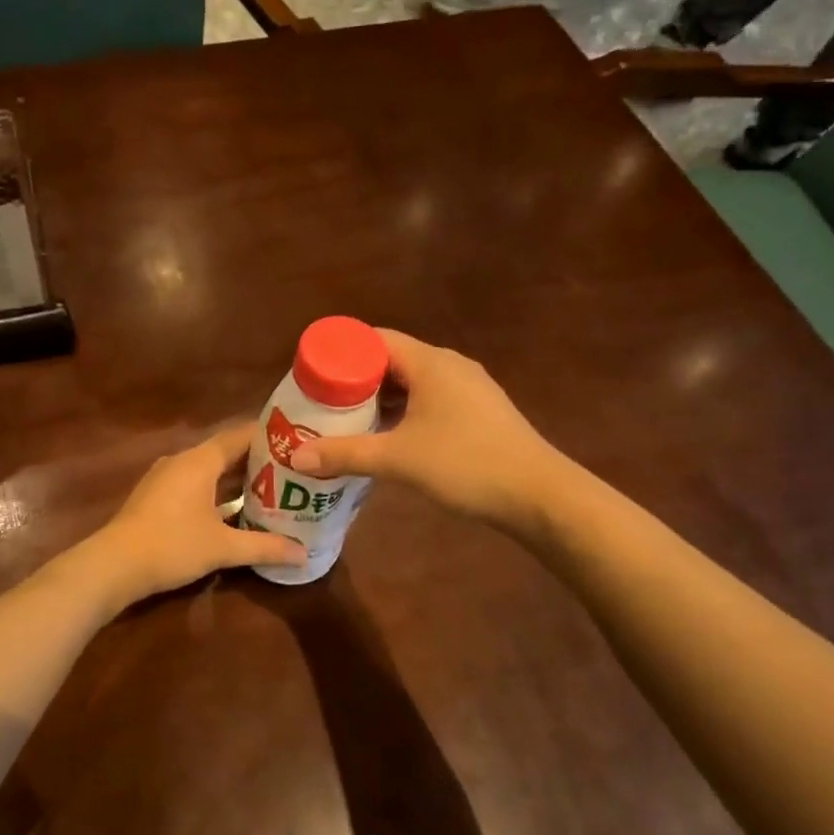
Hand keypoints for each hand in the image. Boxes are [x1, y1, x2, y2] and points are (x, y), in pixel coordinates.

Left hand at [93, 423, 306, 599]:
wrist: (114, 565)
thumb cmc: (172, 545)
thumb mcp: (223, 548)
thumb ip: (265, 547)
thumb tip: (304, 555)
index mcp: (200, 460)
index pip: (240, 435)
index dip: (269, 437)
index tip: (296, 444)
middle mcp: (182, 461)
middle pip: (225, 452)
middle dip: (257, 461)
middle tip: (292, 471)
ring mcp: (165, 477)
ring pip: (208, 469)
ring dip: (235, 479)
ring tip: (269, 490)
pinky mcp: (155, 496)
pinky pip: (193, 483)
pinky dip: (215, 491)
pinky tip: (232, 510)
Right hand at [290, 330, 556, 523]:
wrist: (538, 494)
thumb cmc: (465, 464)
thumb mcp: (397, 459)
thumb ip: (345, 455)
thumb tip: (295, 457)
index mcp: (430, 363)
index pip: (374, 339)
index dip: (341, 353)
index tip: (313, 377)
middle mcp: (449, 366)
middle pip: (390, 360)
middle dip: (355, 381)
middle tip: (323, 404)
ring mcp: (468, 388)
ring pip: (411, 382)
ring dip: (379, 399)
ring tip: (348, 422)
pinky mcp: (478, 411)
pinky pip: (429, 399)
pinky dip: (403, 411)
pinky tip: (388, 437)